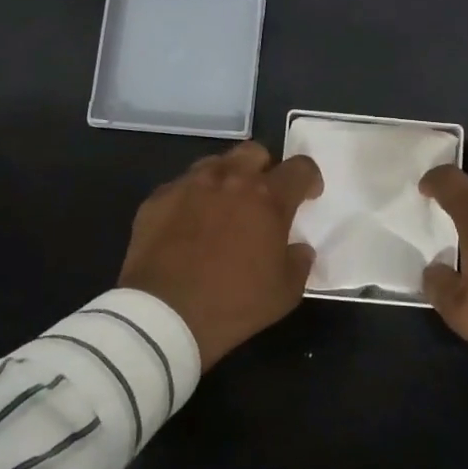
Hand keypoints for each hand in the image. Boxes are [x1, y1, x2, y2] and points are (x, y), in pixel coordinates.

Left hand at [119, 141, 322, 370]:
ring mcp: (190, 184)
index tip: (308, 195)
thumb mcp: (284, 293)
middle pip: (255, 153)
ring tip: (223, 208)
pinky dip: (193, 198)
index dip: (309, 178)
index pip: (300, 168)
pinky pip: (182, 186)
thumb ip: (299, 262)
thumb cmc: (233, 304)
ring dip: (227, 179)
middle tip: (262, 198)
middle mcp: (230, 179)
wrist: (163, 315)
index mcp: (268, 198)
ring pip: (216, 164)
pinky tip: (188, 225)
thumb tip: (298, 248)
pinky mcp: (159, 197)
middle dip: (265, 169)